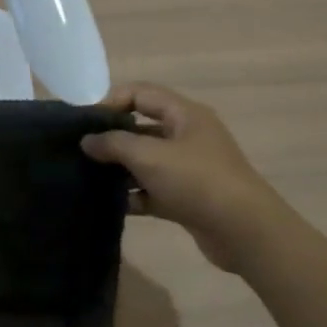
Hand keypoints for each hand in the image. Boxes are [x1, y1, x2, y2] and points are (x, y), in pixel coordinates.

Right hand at [81, 83, 286, 271]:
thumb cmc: (197, 181)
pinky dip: (134, 195)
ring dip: (120, 168)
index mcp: (185, 114)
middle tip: (81, 149)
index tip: (84, 120)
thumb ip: (114, 144)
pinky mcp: (188, 198)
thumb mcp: (150, 156)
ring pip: (146, 161)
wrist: (246, 233)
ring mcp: (189, 169)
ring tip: (88, 176)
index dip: (111, 100)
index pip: (141, 93)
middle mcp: (188, 136)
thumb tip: (87, 140)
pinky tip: (110, 203)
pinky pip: (153, 190)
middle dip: (112, 136)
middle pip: (142, 127)